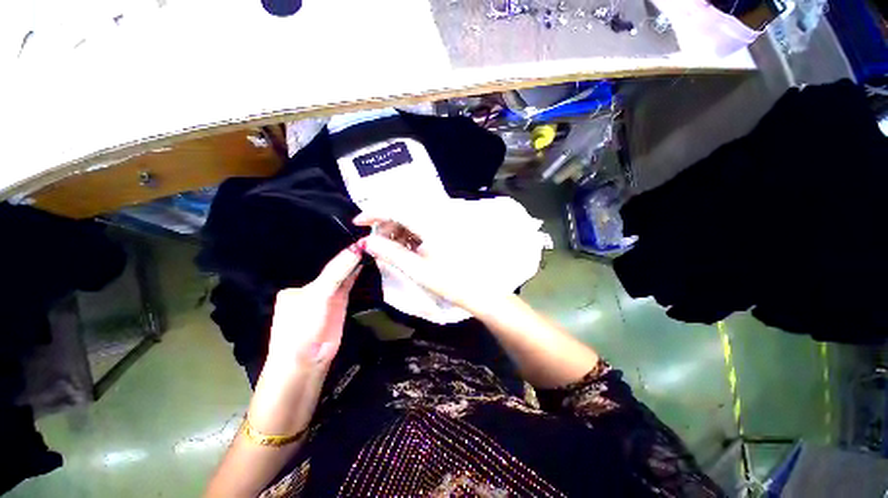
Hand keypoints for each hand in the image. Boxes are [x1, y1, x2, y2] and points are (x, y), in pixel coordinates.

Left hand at [264, 245, 361, 371]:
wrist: (307, 361)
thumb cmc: (304, 325)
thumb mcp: (319, 294)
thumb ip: (338, 272)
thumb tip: (356, 249)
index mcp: (299, 286)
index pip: (325, 265)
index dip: (343, 254)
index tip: (361, 240)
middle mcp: (314, 289)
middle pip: (335, 269)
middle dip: (349, 257)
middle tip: (371, 241)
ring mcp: (328, 297)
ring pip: (343, 276)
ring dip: (355, 264)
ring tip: (372, 248)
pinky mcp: (340, 304)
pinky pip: (349, 285)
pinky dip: (357, 274)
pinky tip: (365, 263)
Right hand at [353, 213, 495, 314]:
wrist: (478, 290)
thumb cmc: (449, 282)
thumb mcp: (416, 269)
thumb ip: (390, 252)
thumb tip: (366, 242)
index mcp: (431, 224)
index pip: (396, 208)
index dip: (374, 212)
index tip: (358, 222)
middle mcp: (438, 217)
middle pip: (403, 211)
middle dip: (385, 225)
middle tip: (375, 243)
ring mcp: (443, 223)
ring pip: (411, 218)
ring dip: (397, 230)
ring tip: (390, 249)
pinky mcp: (446, 230)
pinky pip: (421, 226)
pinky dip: (409, 235)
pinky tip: (406, 248)